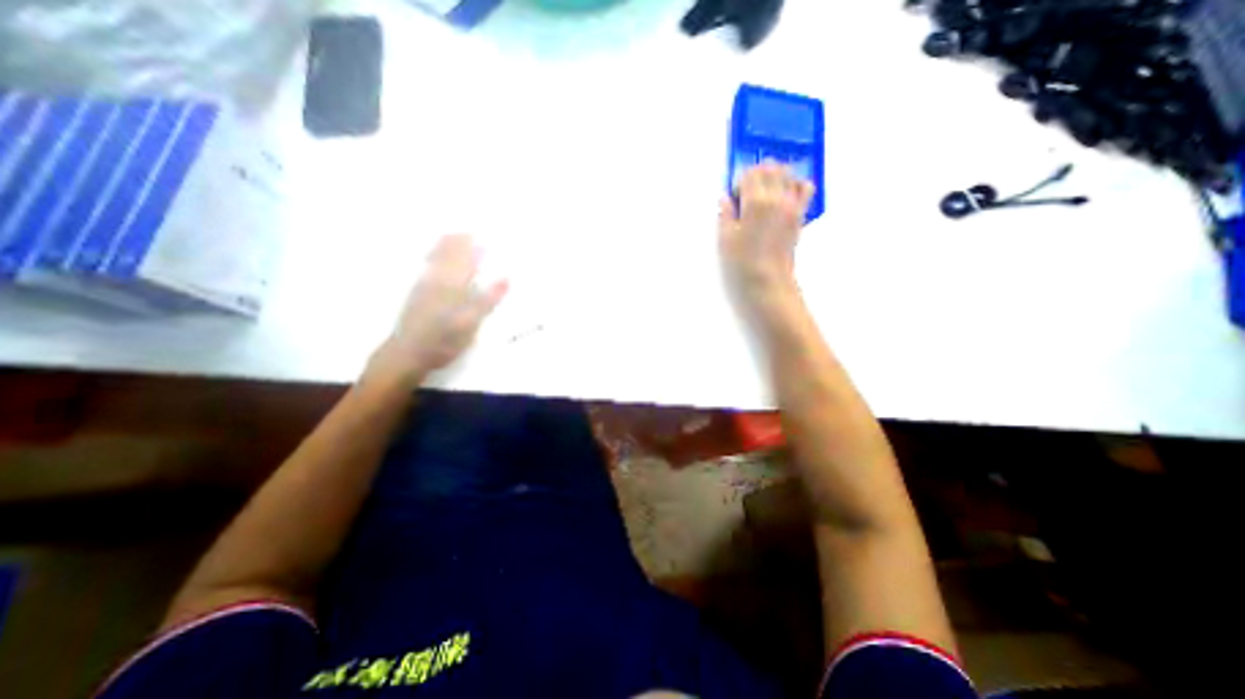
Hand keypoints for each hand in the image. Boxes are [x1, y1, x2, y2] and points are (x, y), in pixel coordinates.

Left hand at [365, 234, 507, 387]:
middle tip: (469, 229)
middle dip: (461, 241)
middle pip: (452, 255)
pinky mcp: (416, 292)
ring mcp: (425, 284)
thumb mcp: (472, 322)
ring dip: (446, 245)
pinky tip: (432, 254)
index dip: (476, 248)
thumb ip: (489, 299)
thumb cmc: (446, 340)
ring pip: (436, 258)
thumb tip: (506, 277)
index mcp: (455, 285)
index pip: (469, 260)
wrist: (408, 353)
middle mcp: (439, 279)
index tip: (485, 236)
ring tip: (453, 233)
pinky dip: (431, 256)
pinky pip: (426, 266)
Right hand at [721, 162, 819, 304]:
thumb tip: (725, 198)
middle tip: (747, 194)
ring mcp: (792, 205)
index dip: (739, 182)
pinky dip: (796, 185)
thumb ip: (725, 214)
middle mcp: (776, 197)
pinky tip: (783, 198)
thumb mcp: (725, 239)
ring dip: (775, 177)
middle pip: (770, 167)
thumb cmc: (742, 263)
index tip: (734, 199)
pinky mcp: (800, 214)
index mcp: (755, 202)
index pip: (749, 173)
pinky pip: (805, 187)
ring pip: (788, 172)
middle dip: (757, 175)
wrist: (768, 282)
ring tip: (765, 195)